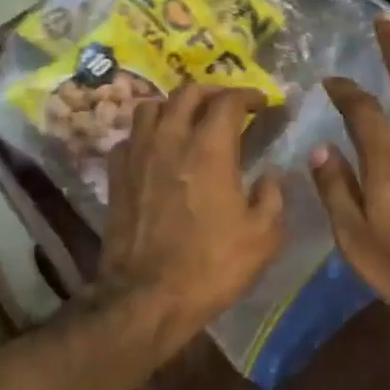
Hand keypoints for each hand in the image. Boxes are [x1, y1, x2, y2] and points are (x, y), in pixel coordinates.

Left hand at [99, 84, 286, 335]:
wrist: (147, 298)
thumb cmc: (211, 266)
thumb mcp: (263, 237)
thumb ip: (273, 196)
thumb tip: (272, 174)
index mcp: (209, 150)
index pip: (228, 101)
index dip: (249, 95)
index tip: (263, 103)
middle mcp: (170, 141)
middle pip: (187, 93)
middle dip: (213, 91)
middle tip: (229, 104)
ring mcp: (137, 157)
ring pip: (151, 107)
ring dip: (174, 106)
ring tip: (189, 120)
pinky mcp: (116, 177)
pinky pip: (129, 138)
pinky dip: (147, 134)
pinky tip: (157, 150)